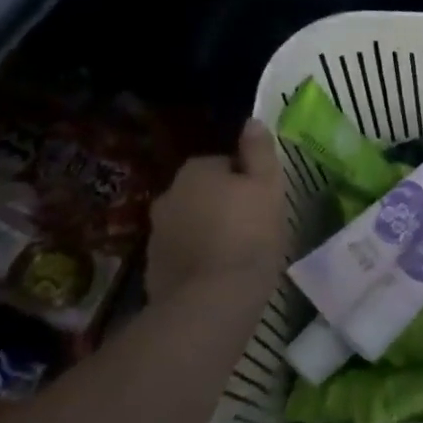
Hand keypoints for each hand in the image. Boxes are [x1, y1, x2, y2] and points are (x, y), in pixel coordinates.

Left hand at [146, 119, 286, 309]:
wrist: (211, 300)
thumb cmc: (249, 235)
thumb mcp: (268, 187)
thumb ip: (259, 152)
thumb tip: (252, 122)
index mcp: (196, 171)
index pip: (225, 164)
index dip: (247, 180)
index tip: (264, 201)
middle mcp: (168, 194)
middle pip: (204, 192)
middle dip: (224, 204)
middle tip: (254, 226)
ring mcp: (156, 233)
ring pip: (192, 222)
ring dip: (210, 230)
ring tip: (239, 252)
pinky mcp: (154, 268)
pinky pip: (183, 252)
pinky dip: (198, 258)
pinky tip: (220, 274)